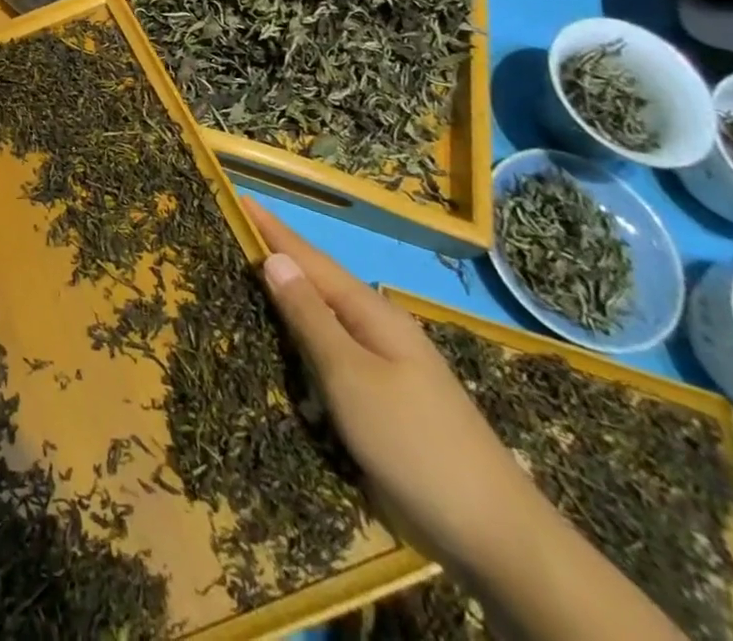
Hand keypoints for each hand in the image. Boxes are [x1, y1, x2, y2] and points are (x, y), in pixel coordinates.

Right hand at [244, 198, 550, 577]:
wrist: (495, 535)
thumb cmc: (413, 443)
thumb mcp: (350, 376)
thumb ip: (310, 317)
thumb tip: (276, 258)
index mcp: (373, 313)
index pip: (310, 259)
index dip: (273, 230)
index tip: (241, 198)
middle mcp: (381, 328)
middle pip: (320, 281)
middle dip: (280, 255)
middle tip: (236, 233)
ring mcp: (388, 364)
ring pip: (328, 316)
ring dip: (292, 294)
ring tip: (254, 275)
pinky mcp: (388, 398)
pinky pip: (336, 350)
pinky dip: (307, 334)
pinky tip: (292, 340)